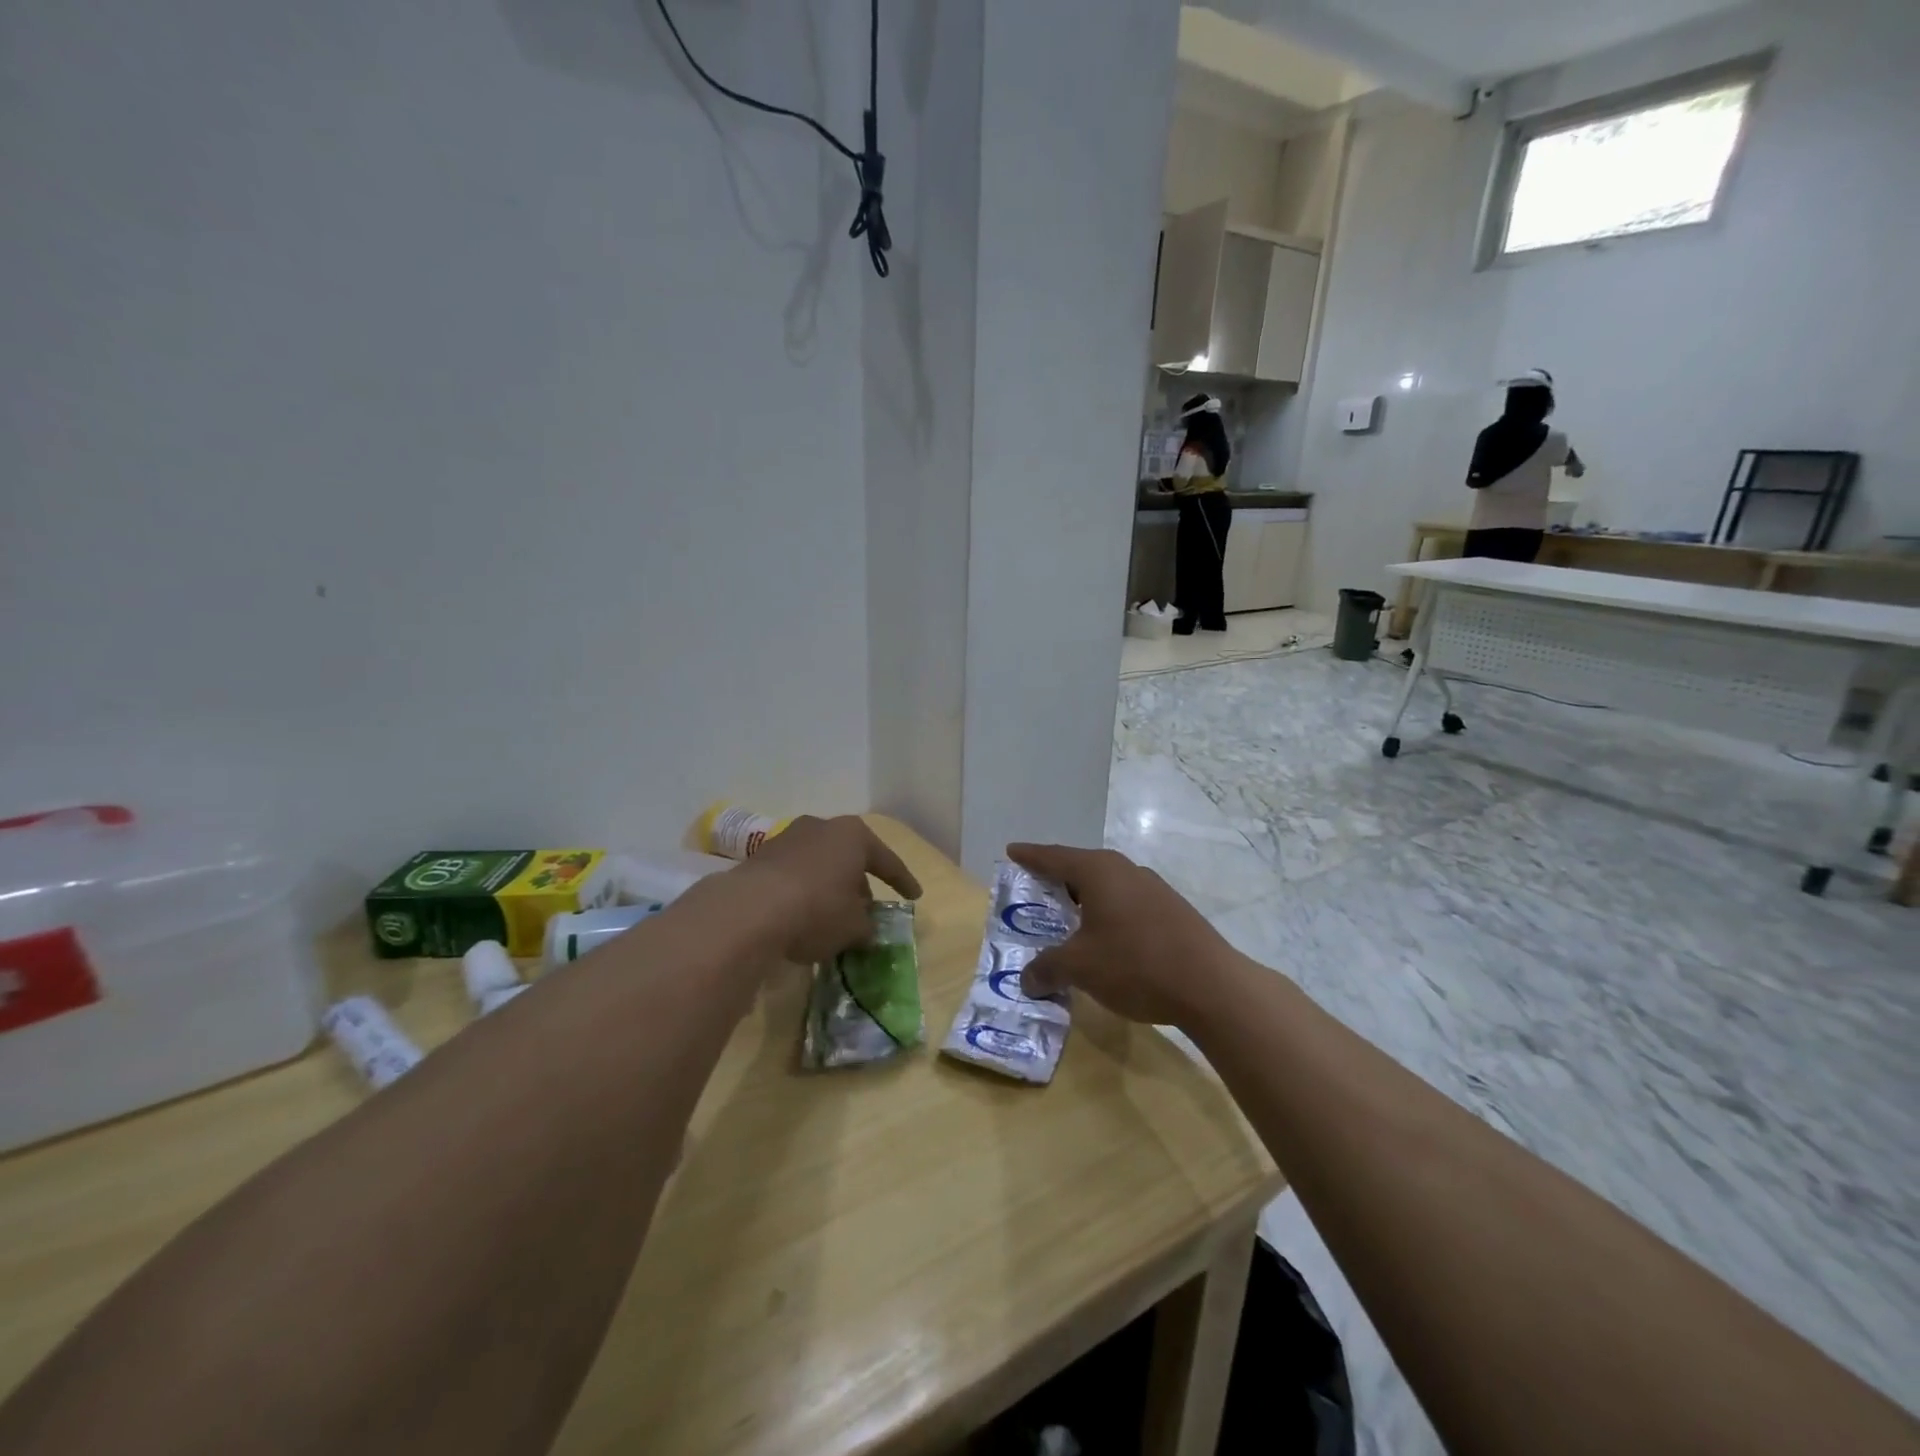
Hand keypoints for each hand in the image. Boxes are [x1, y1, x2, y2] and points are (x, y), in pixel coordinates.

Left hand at [731, 815, 921, 963]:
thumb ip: (867, 926)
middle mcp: (821, 827)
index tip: (915, 896)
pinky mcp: (759, 858)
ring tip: (833, 916)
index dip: (903, 880)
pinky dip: (803, 892)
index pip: (887, 860)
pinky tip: (802, 916)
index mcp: (852, 835)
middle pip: (849, 858)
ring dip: (829, 888)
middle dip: (859, 884)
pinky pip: (793, 875)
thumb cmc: (817, 909)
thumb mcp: (854, 927)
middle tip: (867, 911)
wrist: (750, 910)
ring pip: (819, 865)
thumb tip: (867, 930)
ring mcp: (787, 839)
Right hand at [1007, 844, 1240, 1027]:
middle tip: (1035, 890)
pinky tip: (1106, 938)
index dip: (1030, 856)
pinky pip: (1127, 902)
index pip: (1054, 857)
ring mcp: (1153, 888)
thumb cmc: (1135, 964)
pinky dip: (1108, 913)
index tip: (1012, 851)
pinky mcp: (1172, 910)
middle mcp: (1125, 870)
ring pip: (1107, 886)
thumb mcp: (1080, 968)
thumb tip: (1027, 980)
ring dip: (1085, 899)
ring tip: (1068, 918)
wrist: (1210, 985)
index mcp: (1099, 871)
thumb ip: (1047, 969)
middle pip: (1081, 867)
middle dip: (1057, 879)